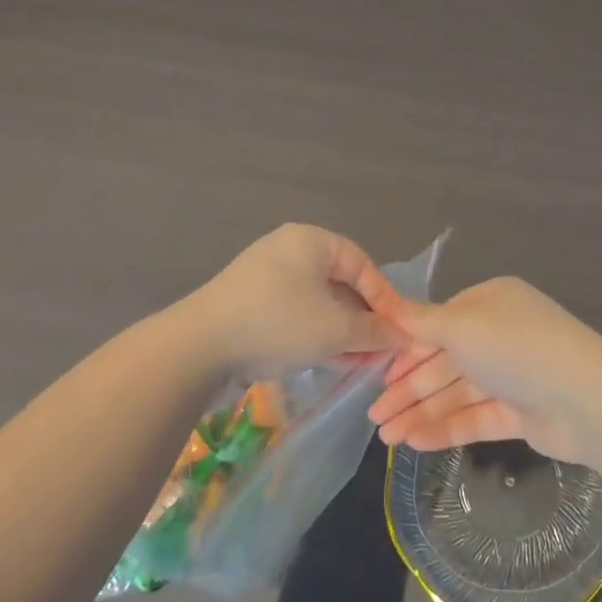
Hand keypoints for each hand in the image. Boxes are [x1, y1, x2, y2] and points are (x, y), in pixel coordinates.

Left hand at [175, 224, 404, 373]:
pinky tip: (329, 359)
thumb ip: (374, 332)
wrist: (198, 347)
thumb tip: (403, 337)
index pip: (363, 265)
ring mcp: (266, 276)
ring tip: (359, 361)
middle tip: (380, 349)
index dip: (385, 299)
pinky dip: (315, 333)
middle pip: (340, 283)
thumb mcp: (335, 329)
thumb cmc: (278, 322)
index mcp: (312, 240)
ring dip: (341, 330)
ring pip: (318, 301)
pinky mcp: (250, 302)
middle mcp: (289, 249)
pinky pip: (295, 312)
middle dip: (363, 319)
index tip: (399, 330)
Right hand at [366, 276, 601, 462]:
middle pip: (445, 362)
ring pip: (458, 393)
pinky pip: (476, 418)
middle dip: (409, 388)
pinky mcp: (521, 413)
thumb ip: (422, 322)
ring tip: (386, 440)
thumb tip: (388, 306)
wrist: (585, 399)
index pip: (440, 325)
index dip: (406, 349)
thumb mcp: (462, 326)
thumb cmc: (517, 348)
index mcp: (491, 304)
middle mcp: (501, 335)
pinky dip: (446, 429)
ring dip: (421, 413)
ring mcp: (513, 376)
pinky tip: (414, 444)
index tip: (375, 373)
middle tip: (373, 417)